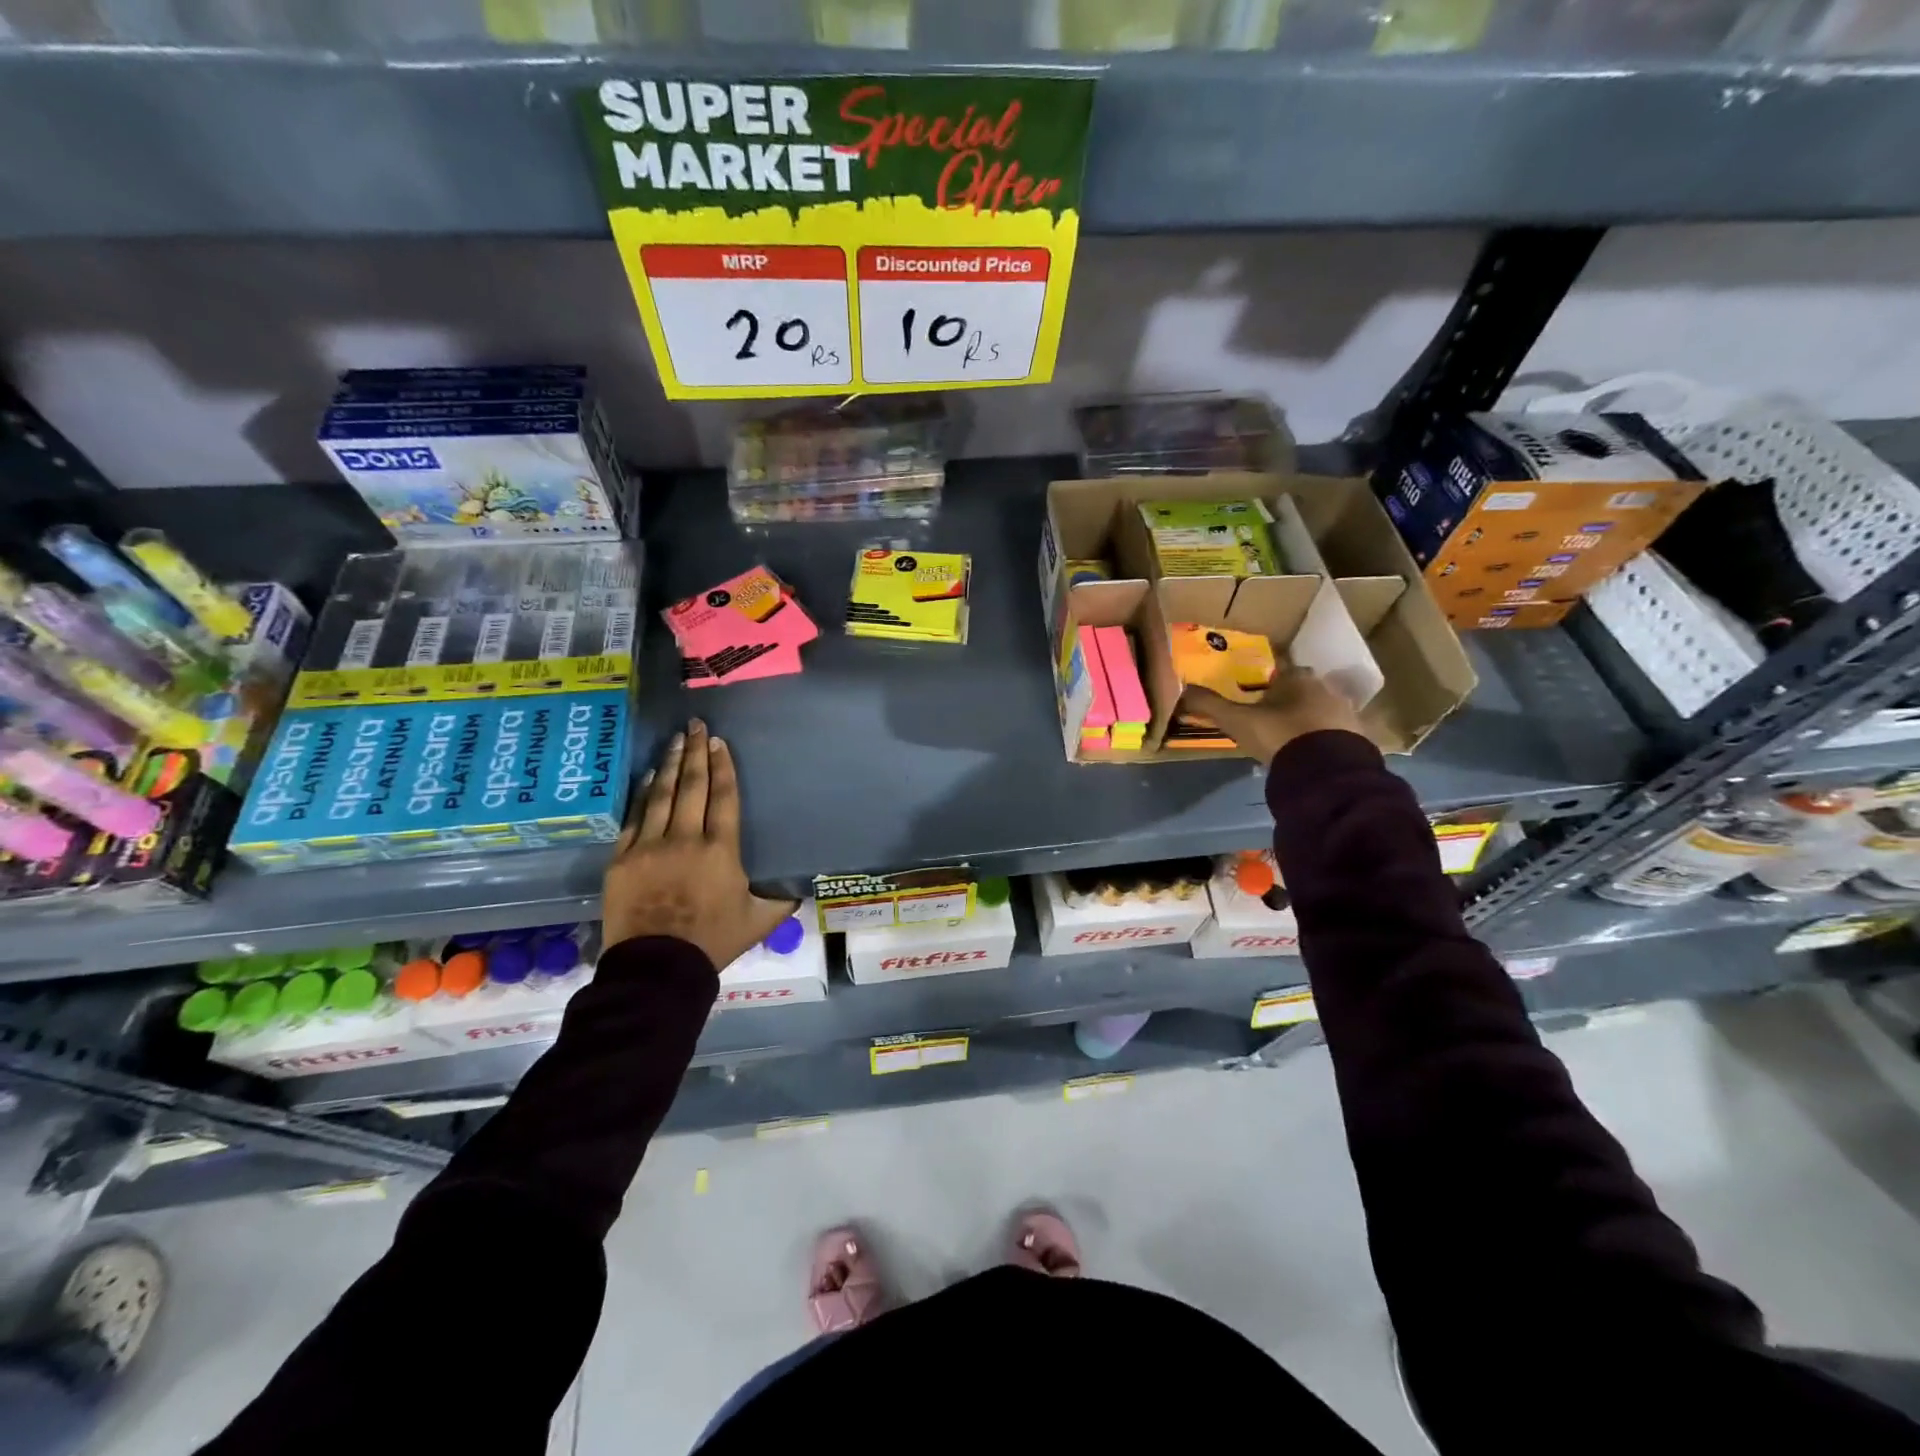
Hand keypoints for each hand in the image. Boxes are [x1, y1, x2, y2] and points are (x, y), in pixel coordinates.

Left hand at [603, 719, 797, 970]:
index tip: (718, 741)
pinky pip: (634, 817)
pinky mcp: (623, 859)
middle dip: (695, 752)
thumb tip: (800, 887)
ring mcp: (649, 846)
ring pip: (662, 795)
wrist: (657, 968)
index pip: (723, 796)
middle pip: (692, 786)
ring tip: (675, 741)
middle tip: (696, 725)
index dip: (722, 766)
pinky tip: (650, 777)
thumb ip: (781, 899)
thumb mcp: (759, 920)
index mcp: (721, 850)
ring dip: (671, 765)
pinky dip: (644, 794)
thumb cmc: (713, 942)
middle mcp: (685, 839)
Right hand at [1181, 669, 1365, 766]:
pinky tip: (1307, 753)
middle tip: (1268, 718)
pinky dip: (1320, 739)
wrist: (1327, 771)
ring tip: (1287, 739)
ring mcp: (1345, 712)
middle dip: (1287, 700)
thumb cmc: (1279, 735)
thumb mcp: (1237, 721)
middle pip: (1301, 689)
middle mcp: (1325, 687)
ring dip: (1305, 720)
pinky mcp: (1357, 737)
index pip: (1280, 669)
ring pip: (1319, 710)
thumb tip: (1182, 688)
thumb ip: (1209, 705)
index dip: (1266, 681)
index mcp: (1297, 677)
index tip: (1255, 695)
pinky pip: (1333, 732)